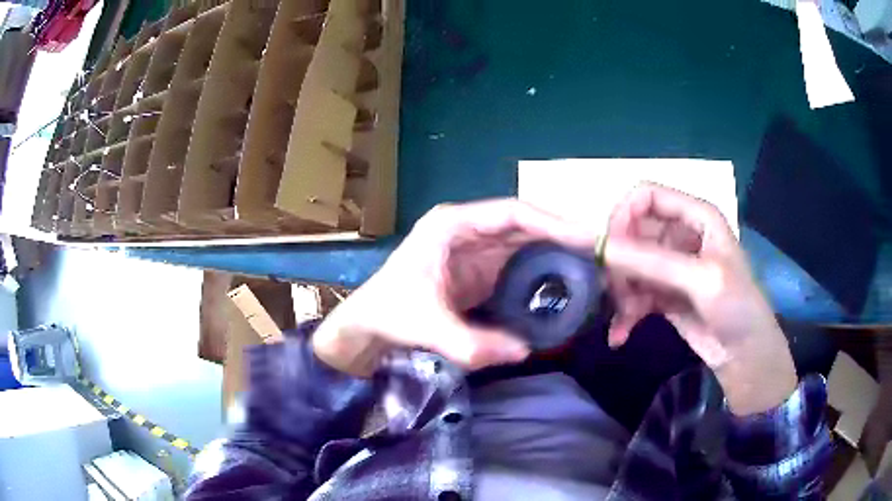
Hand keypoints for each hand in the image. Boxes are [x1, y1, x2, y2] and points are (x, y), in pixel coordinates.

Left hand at [312, 199, 599, 377]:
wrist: (367, 326)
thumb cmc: (389, 314)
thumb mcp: (426, 327)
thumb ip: (471, 343)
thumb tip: (524, 350)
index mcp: (452, 226)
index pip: (512, 214)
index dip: (552, 222)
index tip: (586, 237)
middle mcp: (468, 231)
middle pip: (524, 226)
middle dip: (562, 238)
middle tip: (599, 257)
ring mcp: (475, 251)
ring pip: (525, 245)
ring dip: (556, 255)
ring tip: (590, 270)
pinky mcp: (479, 272)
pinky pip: (518, 267)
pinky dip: (542, 274)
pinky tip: (563, 287)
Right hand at [604, 183, 796, 414]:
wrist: (746, 356)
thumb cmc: (736, 307)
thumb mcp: (699, 279)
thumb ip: (650, 260)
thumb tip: (596, 244)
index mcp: (696, 216)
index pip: (645, 196)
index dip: (622, 217)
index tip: (609, 251)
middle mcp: (681, 235)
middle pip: (632, 232)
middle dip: (620, 263)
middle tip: (616, 292)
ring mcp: (671, 266)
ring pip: (629, 266)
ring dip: (621, 292)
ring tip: (625, 318)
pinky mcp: (664, 294)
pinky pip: (634, 294)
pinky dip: (625, 313)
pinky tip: (620, 335)